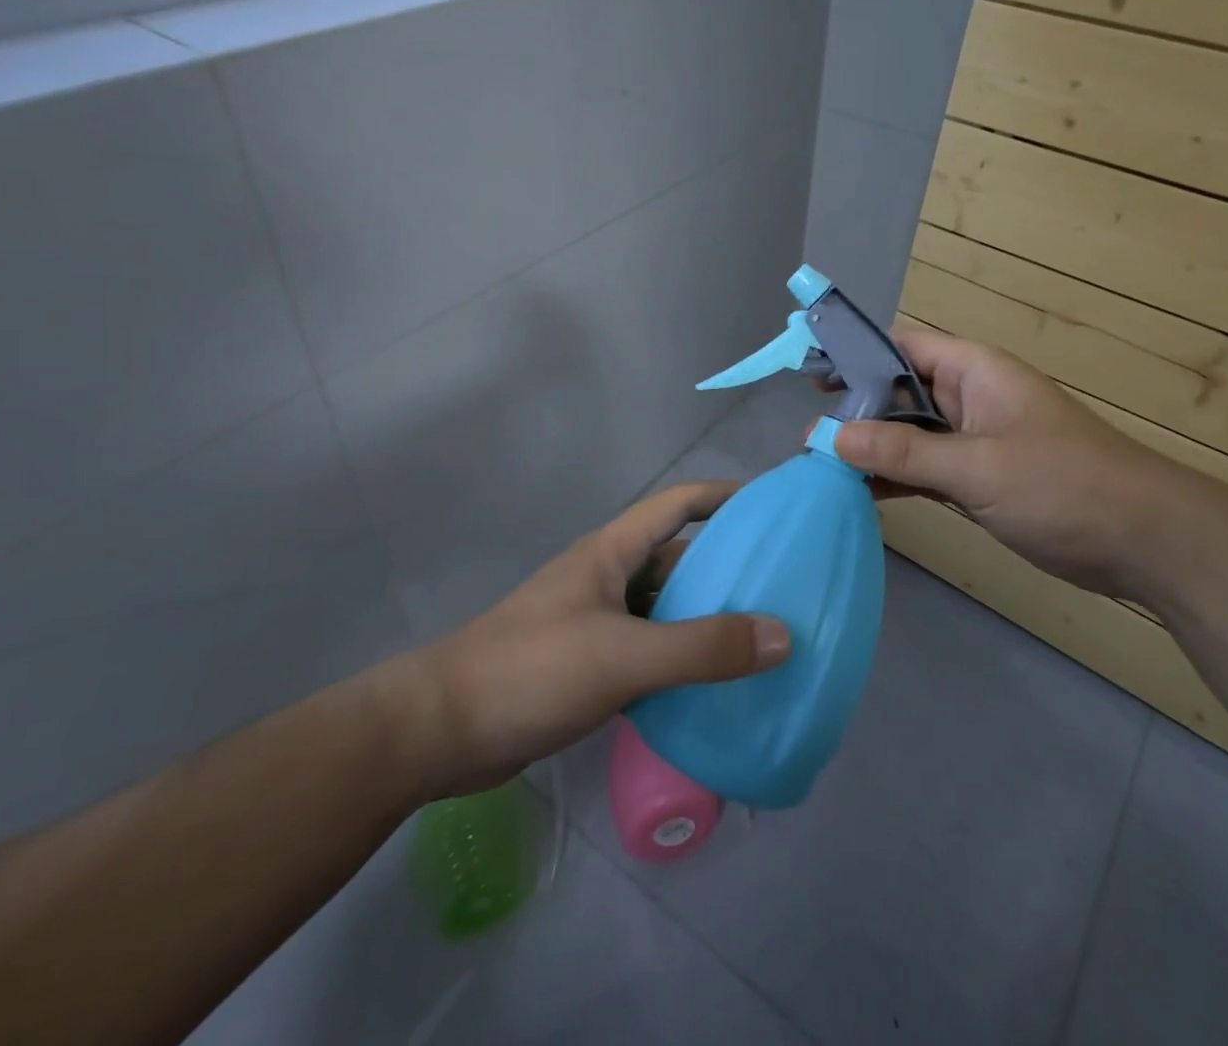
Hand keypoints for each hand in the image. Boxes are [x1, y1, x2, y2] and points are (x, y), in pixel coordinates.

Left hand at [401, 482, 791, 797]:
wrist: (442, 730)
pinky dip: (682, 662)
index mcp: (612, 552)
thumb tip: (784, 635)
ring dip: (707, 620)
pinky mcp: (589, 666)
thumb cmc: (532, 670)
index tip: (773, 508)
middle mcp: (608, 578)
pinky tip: (714, 688)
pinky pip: (650, 652)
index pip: (679, 504)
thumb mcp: (623, 655)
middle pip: (678, 559)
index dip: (724, 497)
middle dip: (728, 568)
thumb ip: (702, 647)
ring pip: (666, 610)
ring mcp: (597, 622)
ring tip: (763, 639)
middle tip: (785, 587)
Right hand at [832, 325, 1185, 599]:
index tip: (807, 375)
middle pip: (899, 390)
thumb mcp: (977, 466)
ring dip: (872, 447)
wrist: (1146, 543)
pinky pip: (924, 467)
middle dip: (855, 410)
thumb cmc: (1063, 486)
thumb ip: (903, 451)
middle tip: (808, 436)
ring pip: (909, 432)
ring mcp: (974, 439)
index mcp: (973, 370)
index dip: (855, 354)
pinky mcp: (980, 477)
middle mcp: (969, 396)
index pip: (902, 345)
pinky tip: (860, 492)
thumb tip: (828, 437)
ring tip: (821, 465)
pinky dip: (895, 476)